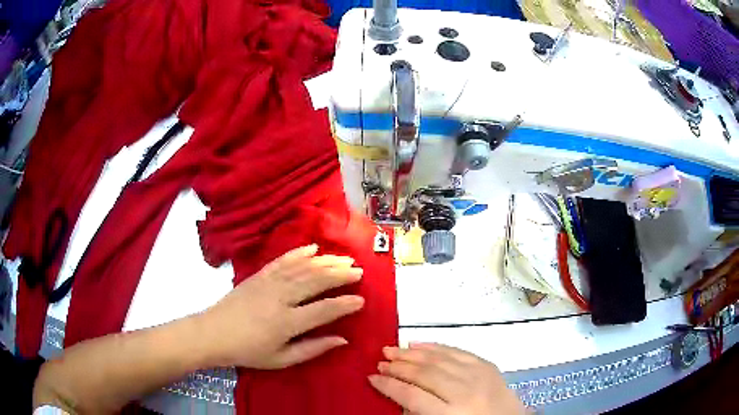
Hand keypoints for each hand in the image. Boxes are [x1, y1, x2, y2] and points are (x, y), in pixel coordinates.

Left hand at [199, 244, 363, 368]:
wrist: (214, 333)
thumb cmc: (248, 351)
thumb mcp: (281, 359)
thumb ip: (312, 349)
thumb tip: (342, 340)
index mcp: (287, 322)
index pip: (323, 310)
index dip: (344, 304)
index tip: (361, 300)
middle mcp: (280, 297)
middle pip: (316, 281)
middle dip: (340, 274)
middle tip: (359, 271)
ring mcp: (268, 282)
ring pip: (303, 267)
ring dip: (326, 261)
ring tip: (344, 259)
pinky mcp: (259, 275)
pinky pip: (282, 260)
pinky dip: (299, 252)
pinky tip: (313, 248)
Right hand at [369, 343, 524, 414]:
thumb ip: (419, 413)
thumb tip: (399, 396)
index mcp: (451, 414)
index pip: (411, 396)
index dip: (389, 386)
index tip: (371, 378)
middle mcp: (464, 392)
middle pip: (425, 373)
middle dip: (398, 366)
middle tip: (380, 360)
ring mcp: (478, 375)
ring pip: (439, 359)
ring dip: (413, 353)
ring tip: (392, 349)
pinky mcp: (487, 365)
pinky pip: (458, 351)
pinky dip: (437, 346)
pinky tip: (421, 344)